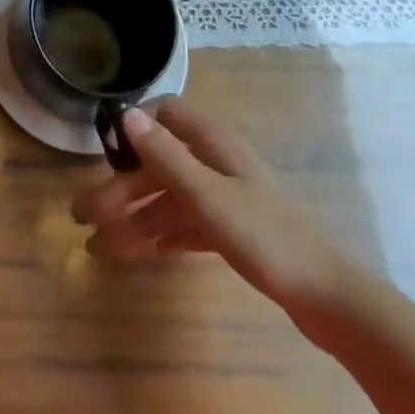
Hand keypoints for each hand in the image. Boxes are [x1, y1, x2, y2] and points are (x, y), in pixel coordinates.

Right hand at [70, 99, 345, 312]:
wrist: (329, 299)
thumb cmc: (265, 237)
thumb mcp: (207, 196)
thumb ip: (165, 156)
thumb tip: (127, 114)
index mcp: (213, 145)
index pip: (167, 114)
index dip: (135, 127)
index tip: (104, 151)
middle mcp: (217, 164)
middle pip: (160, 164)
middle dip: (122, 187)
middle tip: (85, 216)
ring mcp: (227, 199)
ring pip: (170, 199)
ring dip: (136, 218)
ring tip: (102, 248)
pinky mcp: (235, 232)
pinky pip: (187, 224)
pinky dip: (163, 236)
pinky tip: (143, 254)